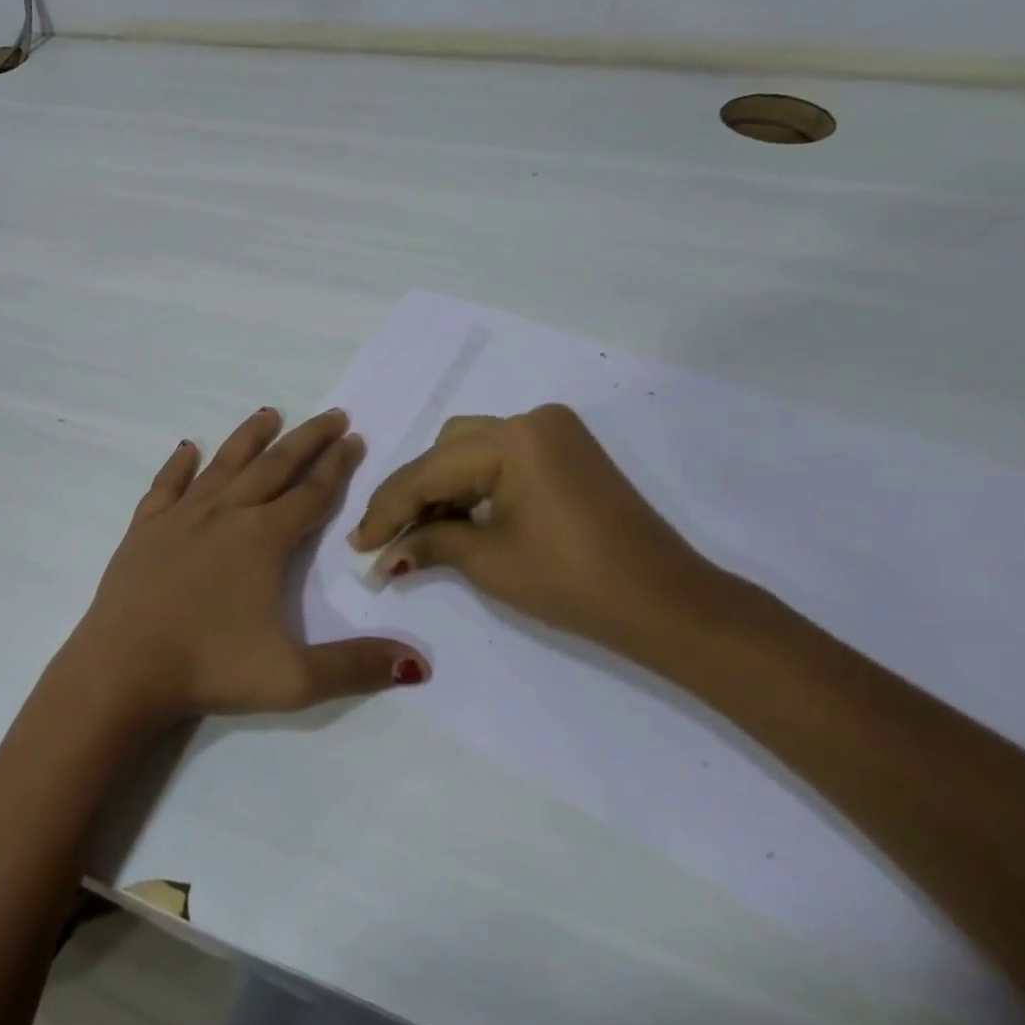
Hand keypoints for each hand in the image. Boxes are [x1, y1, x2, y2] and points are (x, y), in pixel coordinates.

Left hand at [63, 407, 428, 728]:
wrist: (122, 669)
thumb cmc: (209, 669)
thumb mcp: (293, 679)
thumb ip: (356, 667)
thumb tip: (419, 664)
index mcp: (263, 539)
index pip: (311, 493)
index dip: (337, 466)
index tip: (354, 438)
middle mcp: (226, 514)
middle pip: (275, 466)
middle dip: (307, 439)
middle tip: (332, 414)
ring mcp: (181, 516)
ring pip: (224, 464)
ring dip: (249, 438)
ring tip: (269, 413)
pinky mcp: (145, 528)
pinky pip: (166, 485)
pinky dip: (179, 464)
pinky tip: (186, 448)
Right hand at [348, 405, 718, 654]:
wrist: (668, 605)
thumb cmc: (574, 583)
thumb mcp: (489, 562)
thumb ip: (428, 544)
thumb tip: (383, 555)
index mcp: (513, 438)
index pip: (429, 471)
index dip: (387, 510)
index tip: (356, 543)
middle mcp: (531, 420)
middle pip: (447, 451)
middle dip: (414, 495)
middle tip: (387, 540)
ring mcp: (555, 432)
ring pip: (472, 451)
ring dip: (442, 488)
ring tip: (420, 534)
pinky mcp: (568, 451)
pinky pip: (502, 459)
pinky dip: (476, 486)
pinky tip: (458, 519)